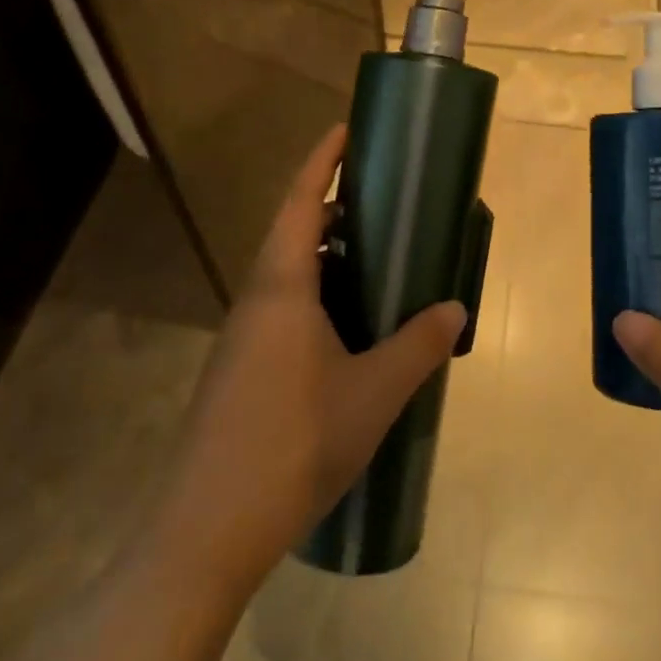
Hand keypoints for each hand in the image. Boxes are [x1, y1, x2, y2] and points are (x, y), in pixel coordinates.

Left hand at [148, 124, 465, 601]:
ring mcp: (242, 338)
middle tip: (383, 200)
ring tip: (376, 260)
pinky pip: (283, 310)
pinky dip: (318, 297)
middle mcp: (255, 300)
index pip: (301, 201)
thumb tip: (455, 308)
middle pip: (293, 232)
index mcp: (282, 288)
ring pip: (288, 275)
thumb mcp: (373, 394)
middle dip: (334, 207)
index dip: (323, 160)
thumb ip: (418, 346)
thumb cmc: (293, 445)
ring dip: (327, 257)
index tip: (346, 128)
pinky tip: (349, 330)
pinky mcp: (240, 371)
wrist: (205, 533)